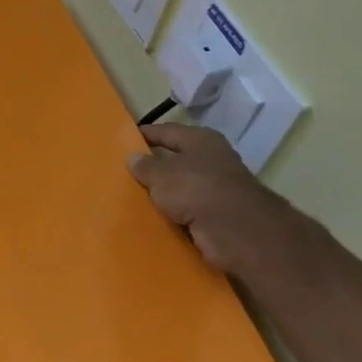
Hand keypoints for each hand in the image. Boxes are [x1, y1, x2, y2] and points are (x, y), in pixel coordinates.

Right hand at [128, 124, 299, 275]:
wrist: (236, 230)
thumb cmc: (196, 188)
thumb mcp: (161, 174)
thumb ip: (145, 166)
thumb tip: (133, 157)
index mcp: (201, 140)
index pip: (167, 131)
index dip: (145, 134)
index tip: (124, 140)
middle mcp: (212, 160)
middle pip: (176, 159)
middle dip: (154, 166)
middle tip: (125, 171)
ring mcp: (218, 188)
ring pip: (182, 186)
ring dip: (164, 193)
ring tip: (134, 196)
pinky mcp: (219, 214)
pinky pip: (187, 209)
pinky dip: (173, 213)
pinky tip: (153, 217)